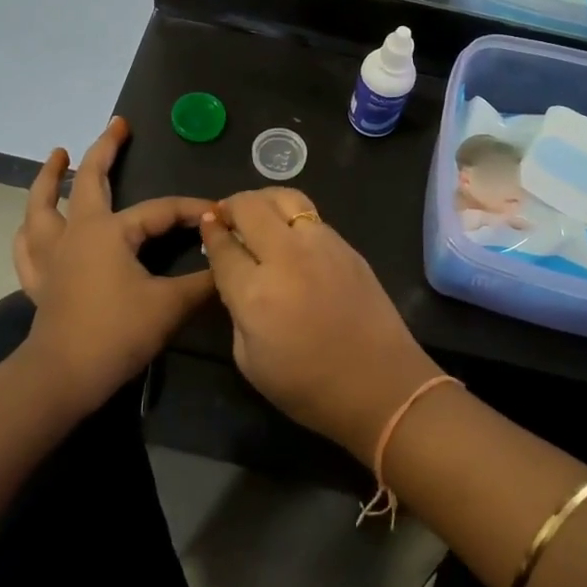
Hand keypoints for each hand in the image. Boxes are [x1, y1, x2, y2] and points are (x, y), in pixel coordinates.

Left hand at [11, 117, 214, 412]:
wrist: (62, 378)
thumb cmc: (116, 334)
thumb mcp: (170, 306)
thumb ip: (203, 282)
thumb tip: (228, 264)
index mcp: (109, 231)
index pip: (160, 210)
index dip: (191, 209)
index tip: (219, 213)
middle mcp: (76, 232)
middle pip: (88, 180)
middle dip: (105, 149)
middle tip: (118, 125)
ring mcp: (52, 256)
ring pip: (42, 206)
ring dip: (49, 178)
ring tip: (57, 155)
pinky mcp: (40, 281)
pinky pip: (28, 247)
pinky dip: (30, 230)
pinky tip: (32, 224)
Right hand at [199, 188, 441, 463]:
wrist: (380, 386)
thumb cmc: (308, 387)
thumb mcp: (249, 360)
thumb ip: (236, 309)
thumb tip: (236, 276)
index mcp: (255, 293)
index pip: (223, 246)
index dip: (211, 231)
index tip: (206, 223)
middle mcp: (286, 257)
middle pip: (250, 208)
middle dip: (231, 206)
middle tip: (226, 216)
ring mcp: (321, 245)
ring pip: (285, 198)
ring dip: (263, 201)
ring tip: (257, 215)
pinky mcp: (346, 245)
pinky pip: (310, 216)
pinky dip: (291, 216)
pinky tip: (289, 235)